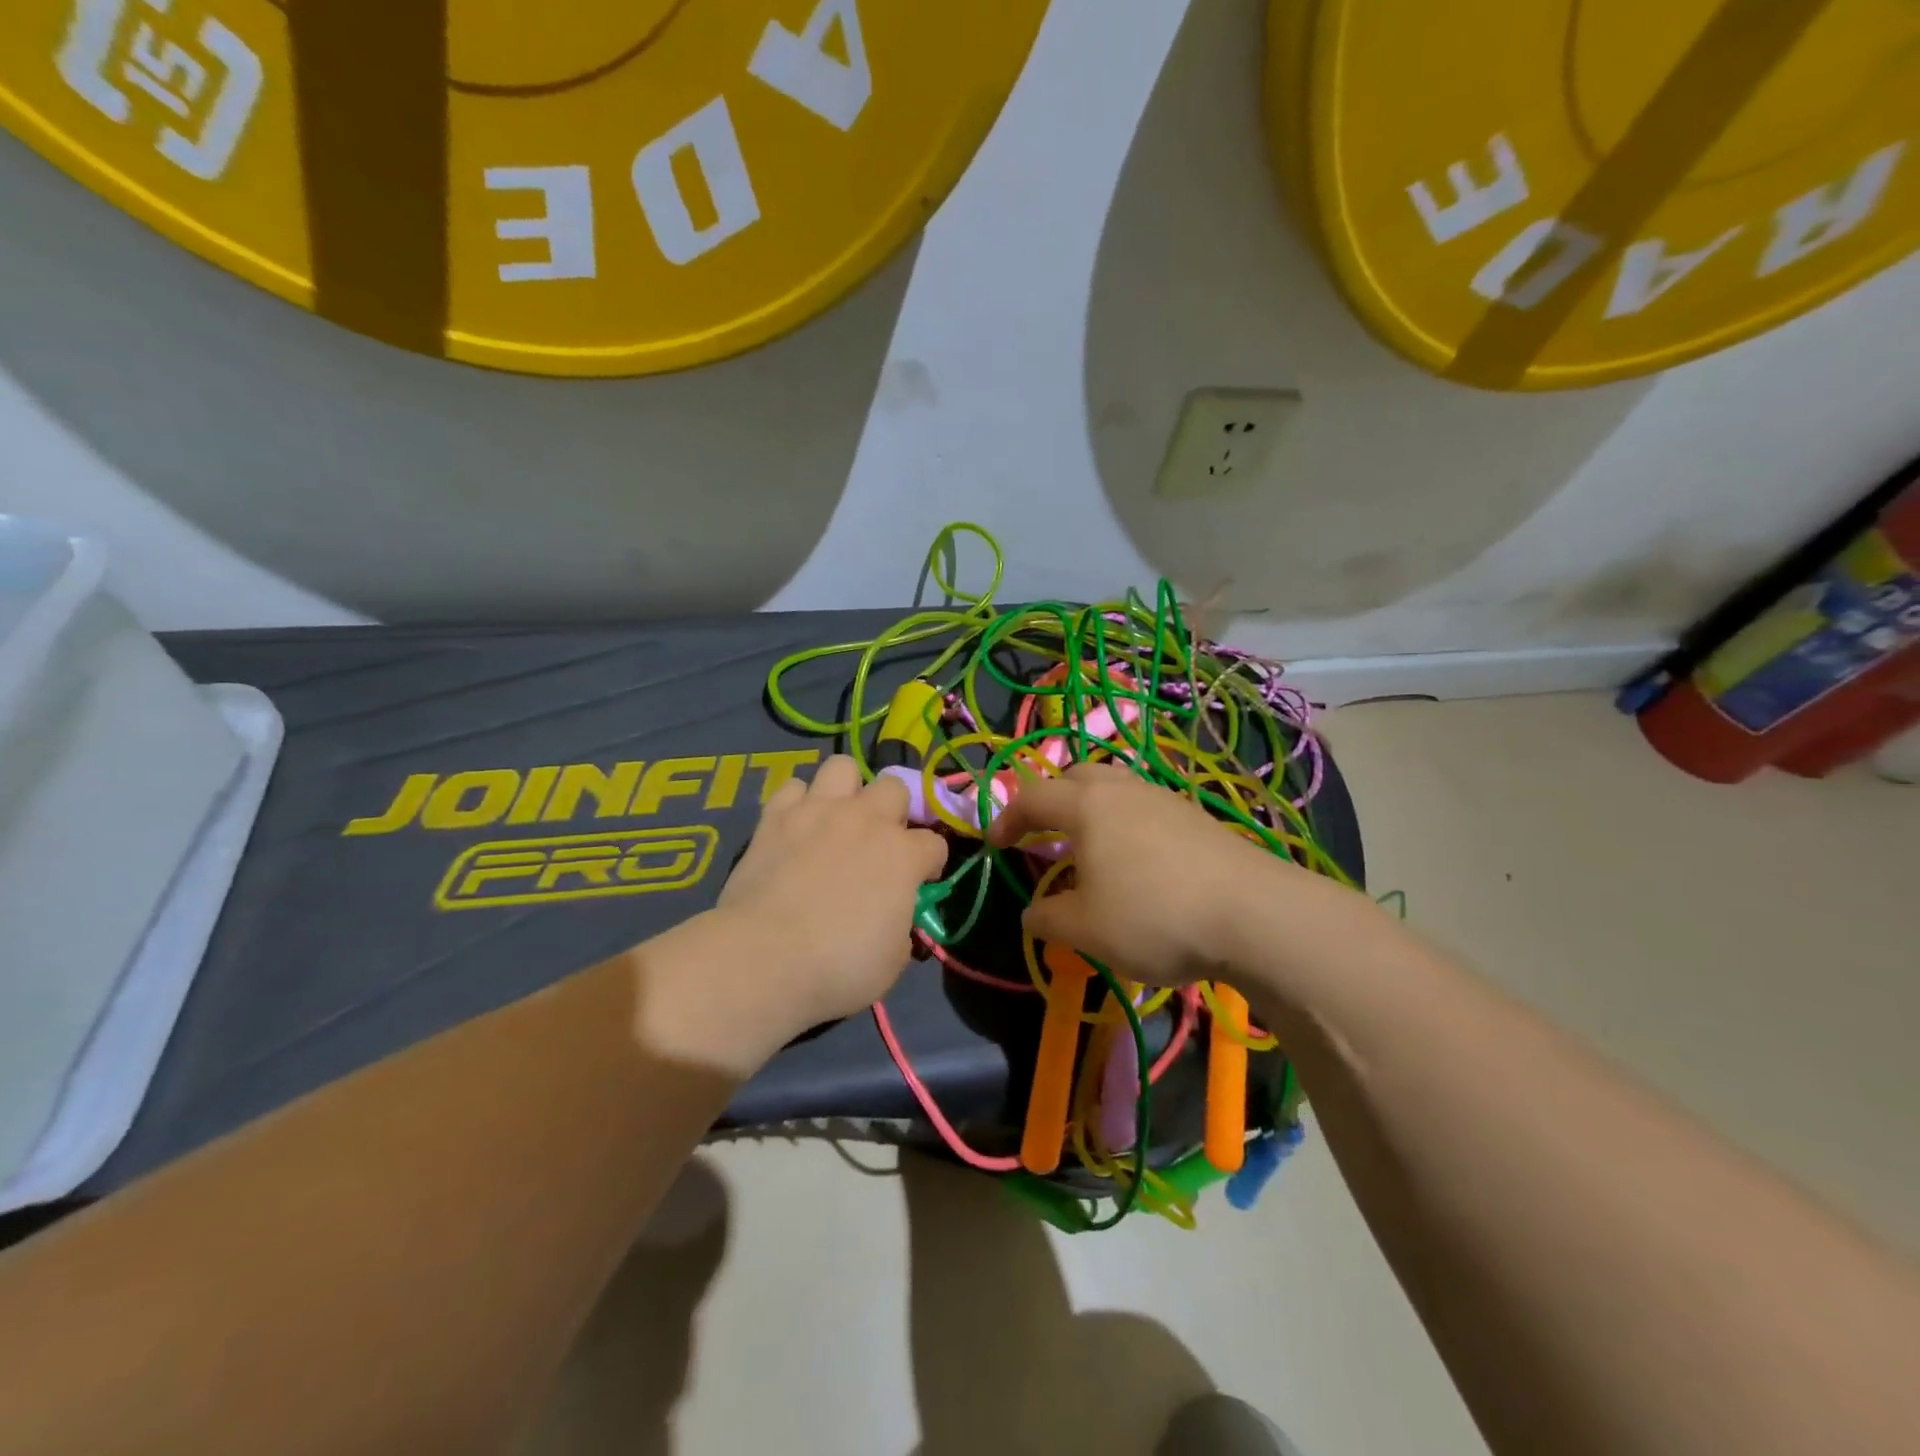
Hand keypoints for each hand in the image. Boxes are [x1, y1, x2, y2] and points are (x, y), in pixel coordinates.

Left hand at [716, 754, 947, 1033]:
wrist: (765, 958)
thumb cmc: (839, 967)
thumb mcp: (893, 959)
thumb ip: (901, 925)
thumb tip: (894, 915)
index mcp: (903, 854)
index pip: (935, 843)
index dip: (929, 864)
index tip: (919, 883)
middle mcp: (866, 820)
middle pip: (894, 787)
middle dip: (893, 811)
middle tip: (878, 842)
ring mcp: (819, 811)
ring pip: (843, 767)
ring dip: (847, 789)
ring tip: (837, 817)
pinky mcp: (776, 816)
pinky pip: (793, 787)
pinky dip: (797, 803)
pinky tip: (795, 826)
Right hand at [988, 761, 1315, 986]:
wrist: (1254, 915)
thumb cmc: (1154, 915)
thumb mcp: (1086, 930)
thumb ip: (1048, 919)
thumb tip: (1032, 912)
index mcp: (1087, 806)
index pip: (1032, 797)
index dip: (1007, 818)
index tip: (996, 845)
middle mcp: (1123, 790)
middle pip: (1076, 777)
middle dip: (1052, 800)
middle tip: (1045, 834)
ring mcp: (1164, 799)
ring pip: (1115, 789)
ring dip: (1092, 811)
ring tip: (1091, 849)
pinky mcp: (1196, 818)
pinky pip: (1145, 808)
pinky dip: (1126, 824)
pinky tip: (1138, 862)